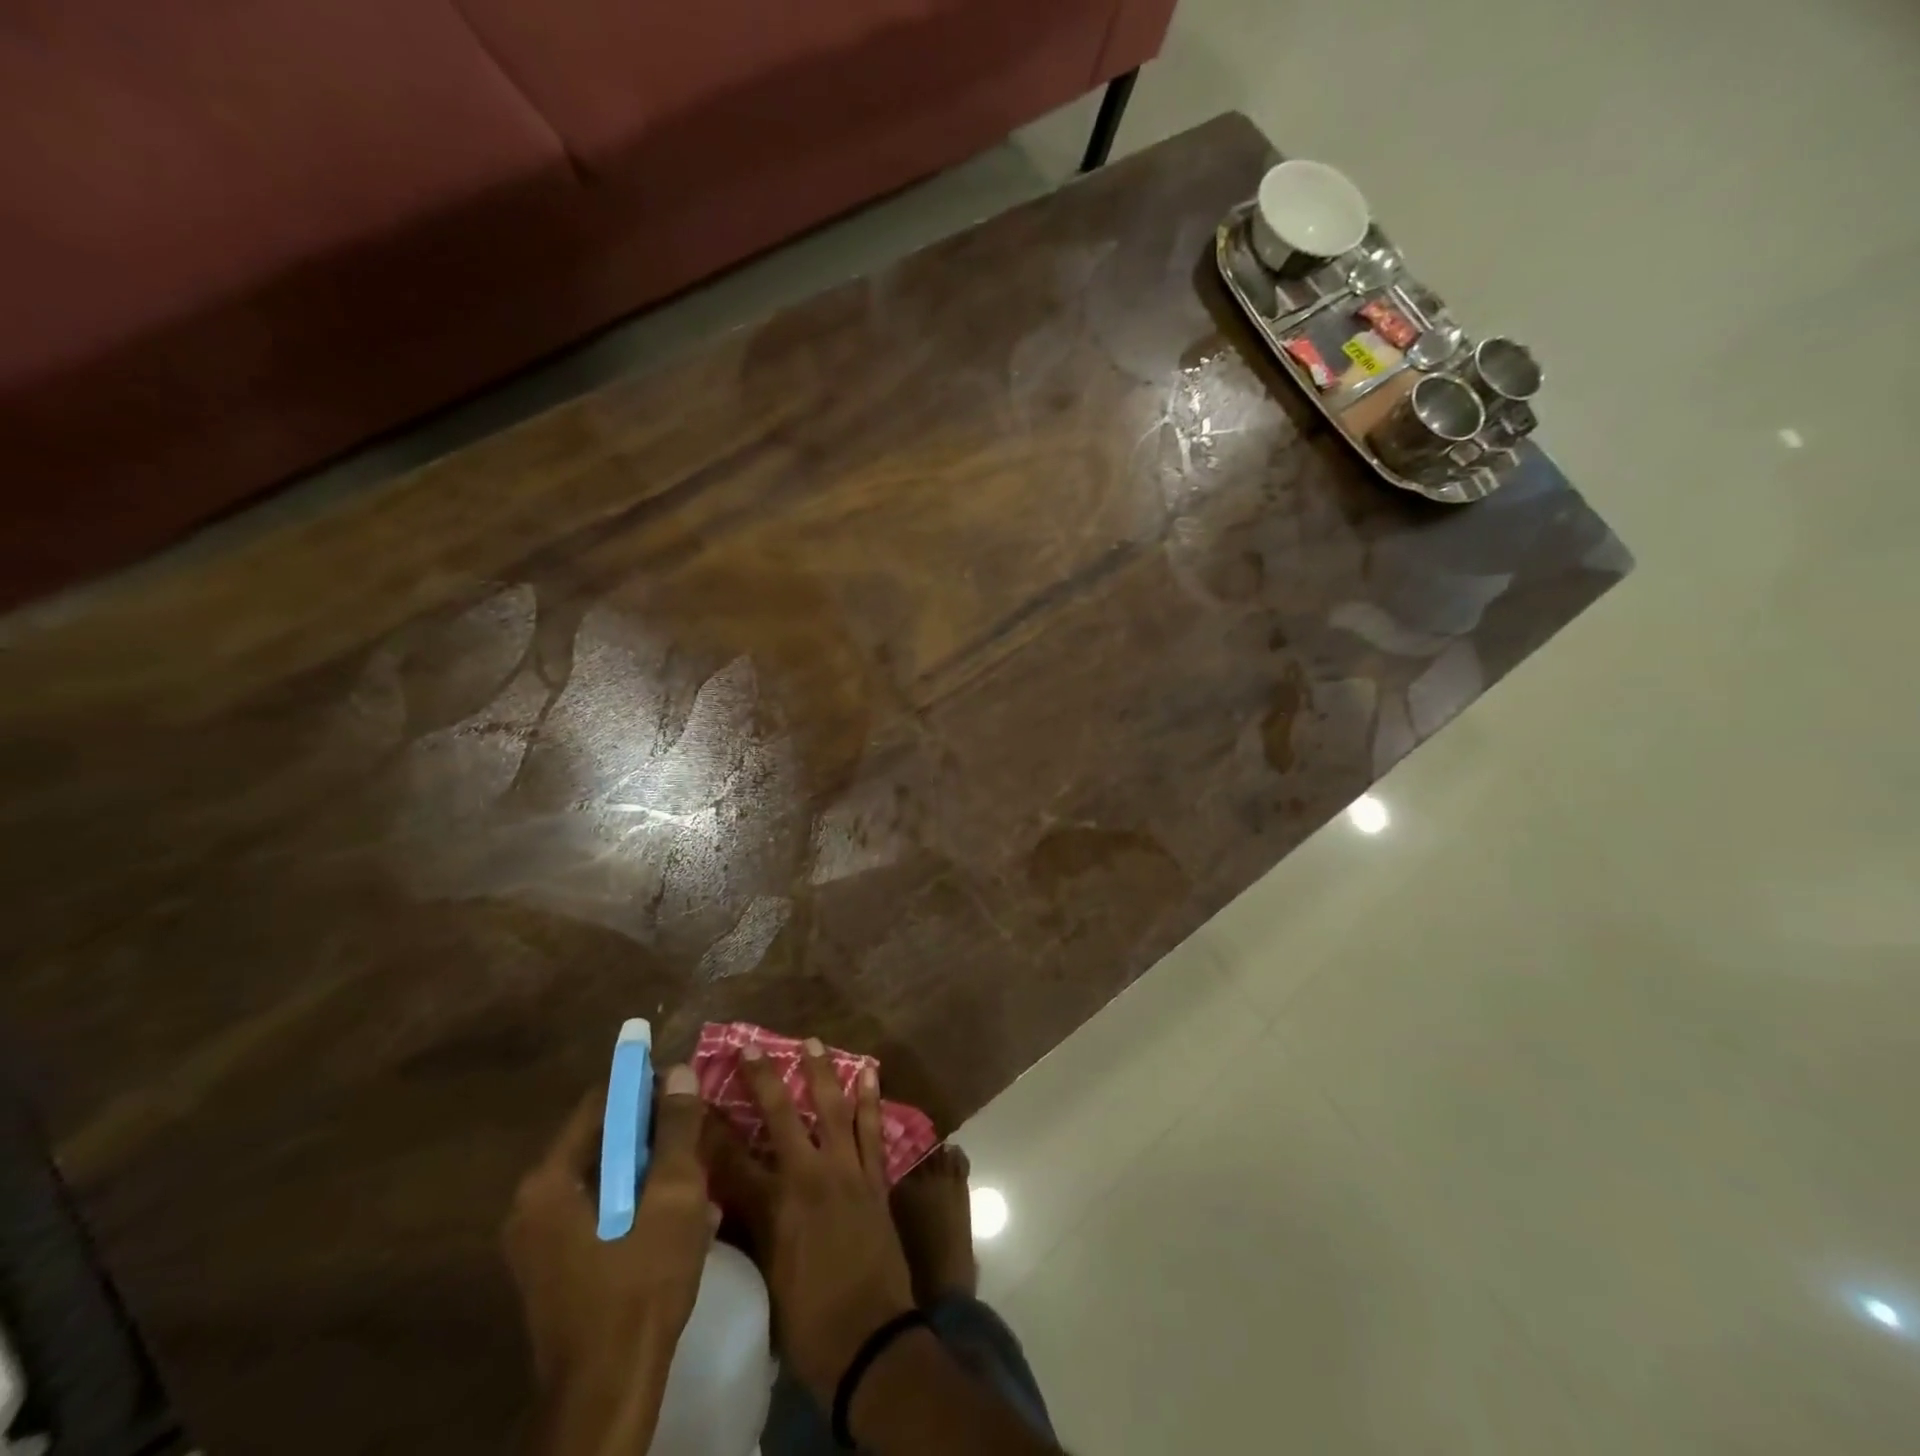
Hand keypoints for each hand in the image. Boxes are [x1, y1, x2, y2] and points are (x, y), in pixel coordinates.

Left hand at [503, 1066, 711, 1455]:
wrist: (608, 1395)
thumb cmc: (640, 1285)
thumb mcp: (673, 1195)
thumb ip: (676, 1129)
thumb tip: (679, 1071)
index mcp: (549, 1182)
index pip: (602, 1103)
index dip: (647, 1088)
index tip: (688, 1091)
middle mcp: (533, 1205)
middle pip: (603, 1141)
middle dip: (654, 1133)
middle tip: (699, 1136)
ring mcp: (540, 1243)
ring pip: (606, 1178)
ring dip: (651, 1170)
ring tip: (697, 1177)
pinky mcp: (555, 1270)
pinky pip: (601, 1212)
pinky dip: (637, 1203)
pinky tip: (679, 1218)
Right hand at [725, 1039, 916, 1399]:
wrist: (870, 1340)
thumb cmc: (807, 1320)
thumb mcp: (765, 1276)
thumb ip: (751, 1228)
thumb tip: (732, 1198)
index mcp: (772, 1206)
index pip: (731, 1157)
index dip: (712, 1127)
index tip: (698, 1096)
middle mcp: (807, 1176)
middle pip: (780, 1116)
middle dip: (763, 1079)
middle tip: (752, 1046)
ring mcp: (845, 1171)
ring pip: (832, 1109)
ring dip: (822, 1073)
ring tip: (814, 1042)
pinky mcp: (874, 1177)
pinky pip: (872, 1129)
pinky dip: (870, 1100)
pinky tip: (869, 1073)